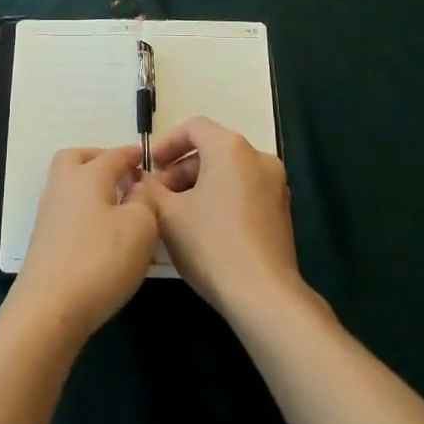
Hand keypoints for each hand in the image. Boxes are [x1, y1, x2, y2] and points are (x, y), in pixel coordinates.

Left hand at [8, 146, 160, 344]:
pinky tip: (101, 234)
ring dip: (91, 188)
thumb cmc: (99, 260)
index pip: (114, 155)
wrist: (48, 309)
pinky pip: (67, 211)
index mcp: (88, 175)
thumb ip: (145, 200)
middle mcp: (63, 186)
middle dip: (100, 161)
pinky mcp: (44, 241)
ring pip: (69, 185)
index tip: (147, 157)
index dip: (133, 155)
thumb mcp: (140, 227)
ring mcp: (49, 214)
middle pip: (77, 159)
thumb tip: (139, 187)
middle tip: (124, 177)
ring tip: (117, 207)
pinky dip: (84, 211)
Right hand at [132, 116, 306, 321]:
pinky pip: (244, 191)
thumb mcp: (168, 215)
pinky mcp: (281, 211)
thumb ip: (149, 190)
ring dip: (200, 185)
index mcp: (231, 148)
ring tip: (177, 215)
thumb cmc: (211, 245)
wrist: (263, 295)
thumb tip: (142, 181)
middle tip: (159, 196)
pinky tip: (204, 228)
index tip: (150, 167)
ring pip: (228, 172)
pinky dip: (221, 198)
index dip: (167, 143)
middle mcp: (258, 157)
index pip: (194, 127)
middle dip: (181, 170)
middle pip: (212, 150)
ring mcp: (275, 184)